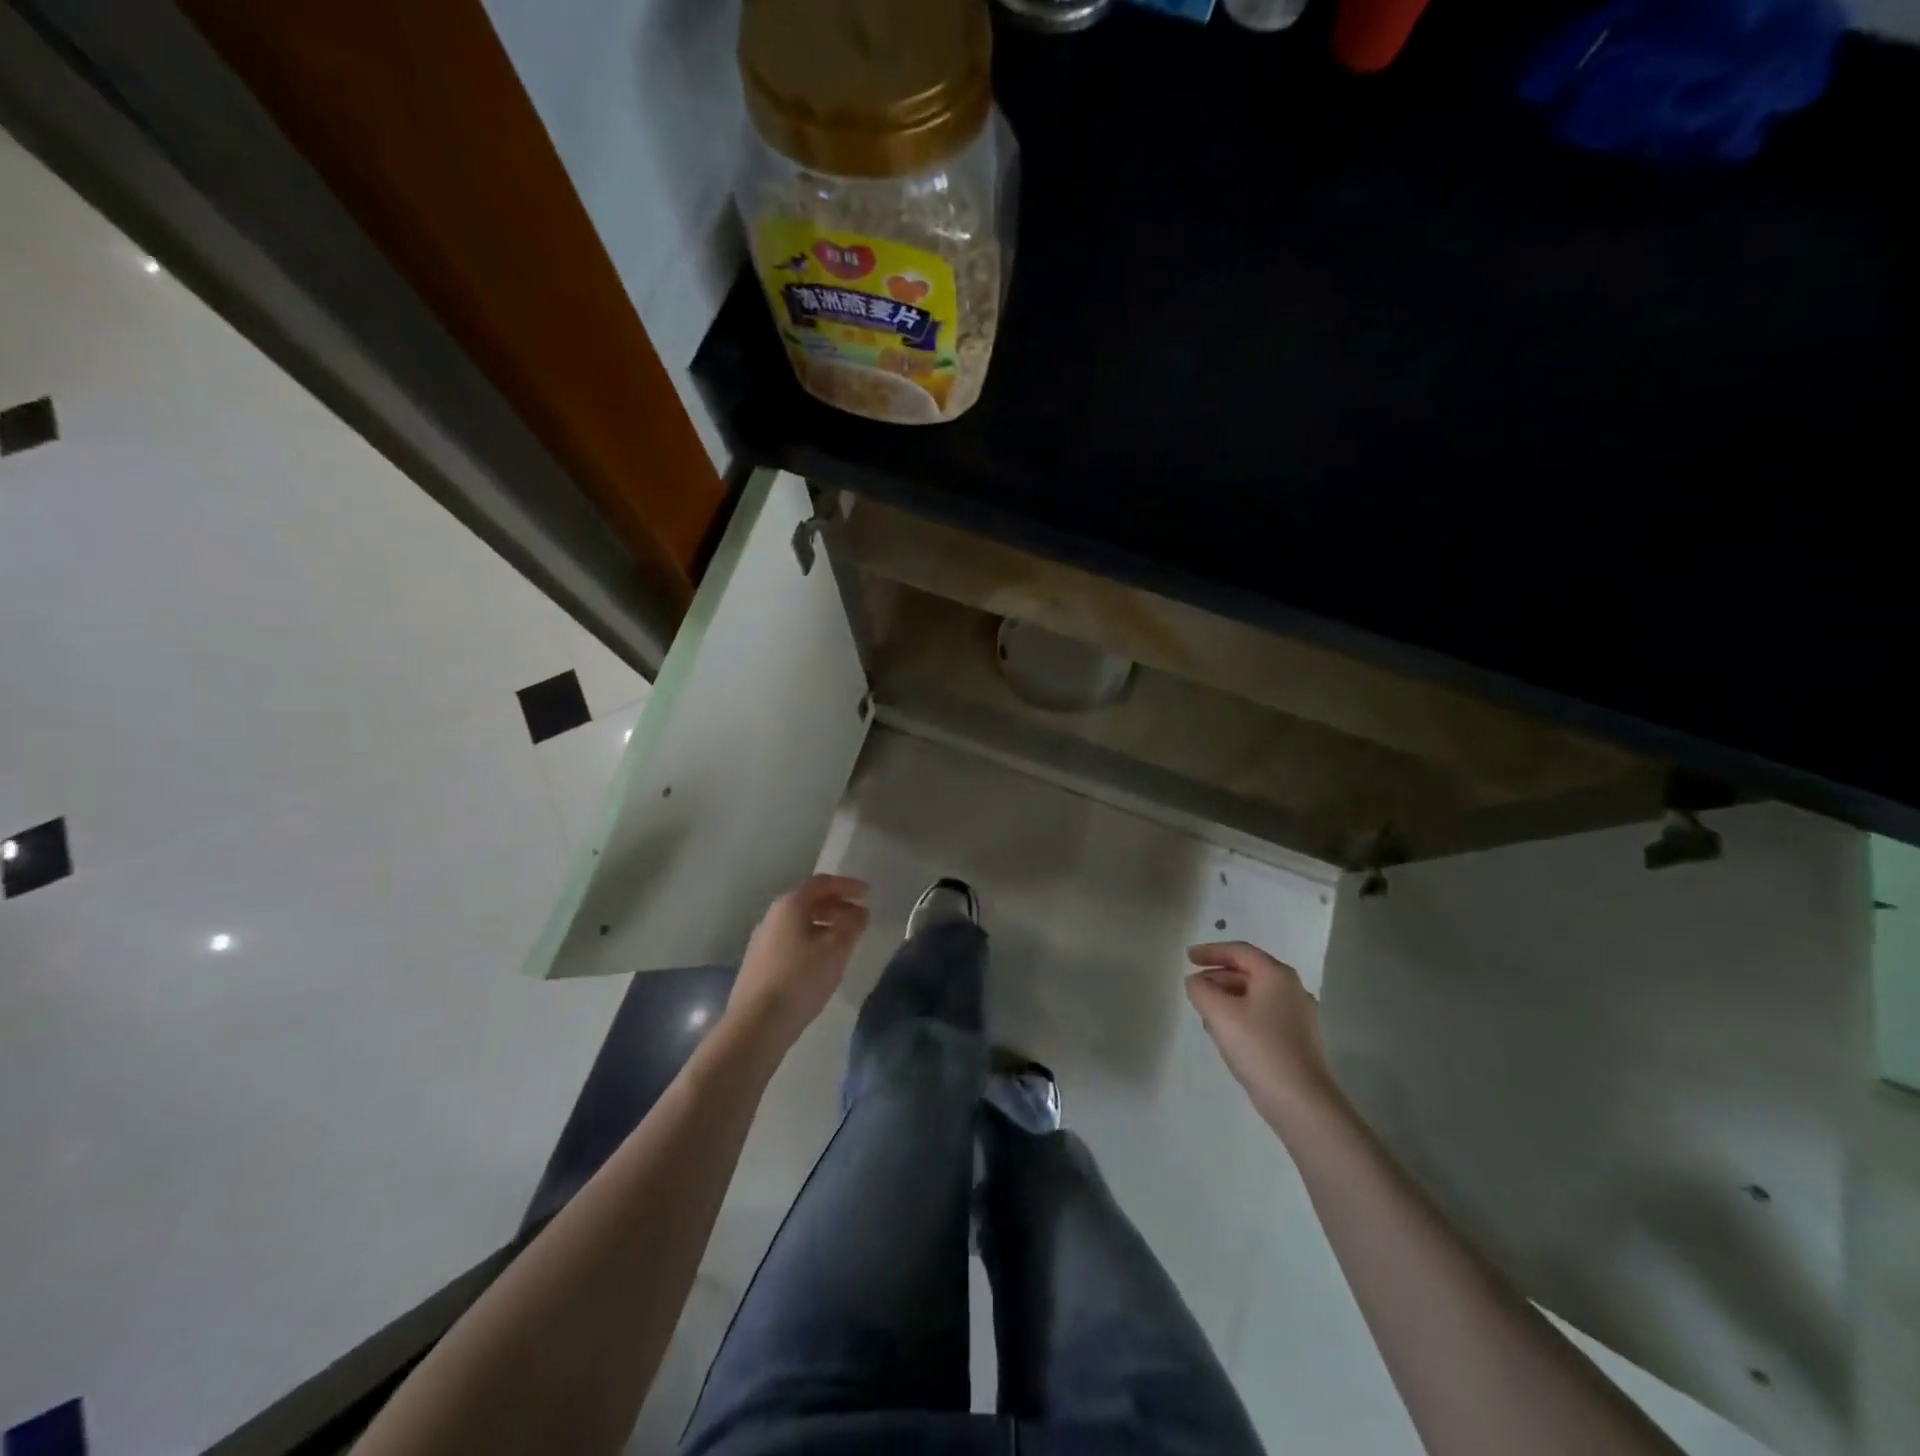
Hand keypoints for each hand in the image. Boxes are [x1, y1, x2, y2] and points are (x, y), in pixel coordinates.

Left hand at [727, 875, 870, 1050]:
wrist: (756, 1024)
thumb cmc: (800, 979)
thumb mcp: (836, 950)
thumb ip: (852, 926)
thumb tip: (860, 912)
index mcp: (790, 906)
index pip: (821, 883)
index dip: (847, 885)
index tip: (867, 893)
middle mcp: (773, 916)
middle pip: (809, 901)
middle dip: (837, 906)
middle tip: (860, 917)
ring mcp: (762, 940)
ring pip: (800, 922)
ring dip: (825, 924)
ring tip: (846, 940)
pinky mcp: (759, 962)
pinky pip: (792, 940)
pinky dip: (812, 940)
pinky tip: (823, 960)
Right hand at [1186, 941, 1340, 1127]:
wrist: (1303, 1103)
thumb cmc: (1259, 1048)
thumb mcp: (1220, 1014)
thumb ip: (1201, 990)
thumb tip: (1196, 982)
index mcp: (1277, 976)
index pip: (1240, 951)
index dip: (1211, 951)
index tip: (1187, 958)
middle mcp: (1293, 990)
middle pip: (1249, 972)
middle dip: (1218, 976)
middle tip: (1195, 987)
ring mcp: (1300, 1017)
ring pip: (1256, 996)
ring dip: (1229, 998)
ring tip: (1206, 1012)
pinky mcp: (1300, 1041)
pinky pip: (1265, 1016)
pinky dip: (1242, 1015)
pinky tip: (1228, 1035)